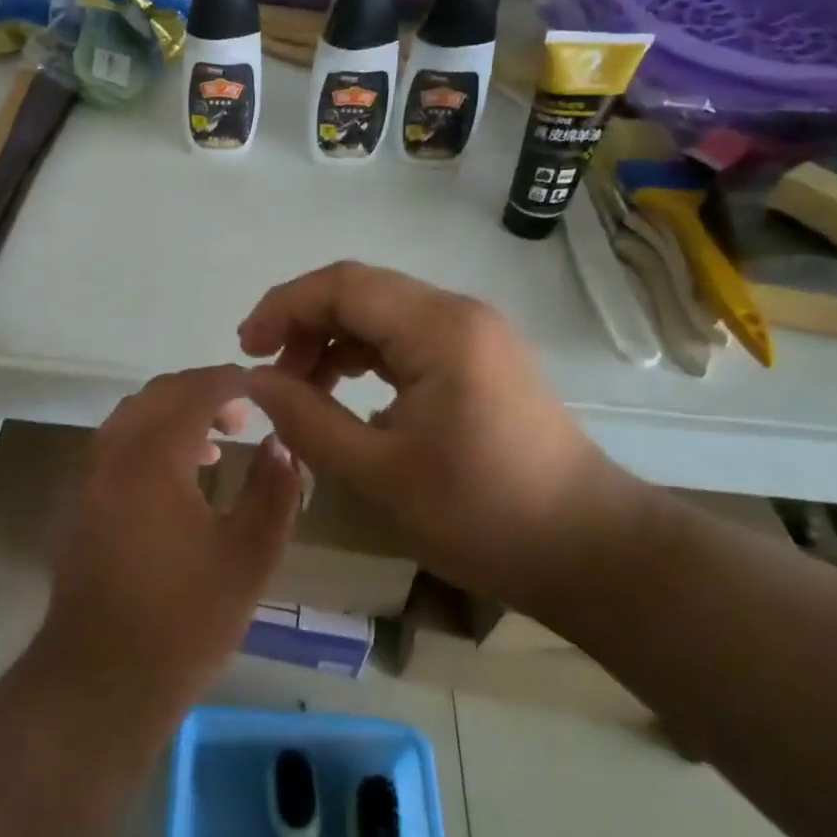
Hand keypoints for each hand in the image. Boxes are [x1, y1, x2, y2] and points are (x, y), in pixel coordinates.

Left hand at [35, 365, 303, 738]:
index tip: (265, 389)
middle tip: (244, 416)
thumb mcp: (248, 556)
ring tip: (217, 443)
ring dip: (175, 415)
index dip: (233, 382)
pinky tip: (179, 477)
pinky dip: (150, 438)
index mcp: (153, 455)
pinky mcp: (80, 500)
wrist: (100, 679)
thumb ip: (272, 491)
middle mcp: (114, 450)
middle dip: (203, 393)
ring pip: (134, 416)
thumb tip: (281, 445)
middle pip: (160, 394)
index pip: (195, 390)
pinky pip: (118, 443)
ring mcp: (89, 474)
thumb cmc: (184, 620)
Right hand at [239, 261, 652, 617]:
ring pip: (380, 313)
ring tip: (301, 390)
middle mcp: (458, 314)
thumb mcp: (378, 474)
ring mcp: (474, 334)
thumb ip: (308, 420)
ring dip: (332, 341)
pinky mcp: (479, 358)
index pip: (341, 285)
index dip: (283, 307)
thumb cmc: (483, 515)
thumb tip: (257, 381)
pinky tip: (345, 395)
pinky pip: (405, 338)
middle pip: (360, 292)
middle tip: (270, 376)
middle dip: (303, 324)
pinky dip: (364, 357)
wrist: (590, 550)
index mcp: (438, 329)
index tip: (246, 351)